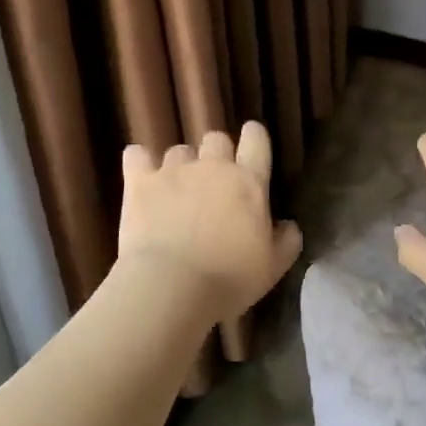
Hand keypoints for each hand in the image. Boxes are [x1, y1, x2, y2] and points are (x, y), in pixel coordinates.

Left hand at [117, 121, 302, 319]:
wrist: (171, 287)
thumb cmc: (229, 279)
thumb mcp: (272, 268)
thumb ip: (286, 241)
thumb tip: (288, 225)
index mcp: (249, 182)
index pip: (256, 140)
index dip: (254, 138)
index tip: (251, 146)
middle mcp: (213, 166)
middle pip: (216, 138)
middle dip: (216, 154)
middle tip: (213, 182)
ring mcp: (174, 170)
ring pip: (179, 151)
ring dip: (180, 165)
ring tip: (175, 191)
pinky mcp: (140, 182)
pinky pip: (136, 155)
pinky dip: (139, 161)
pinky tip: (140, 174)